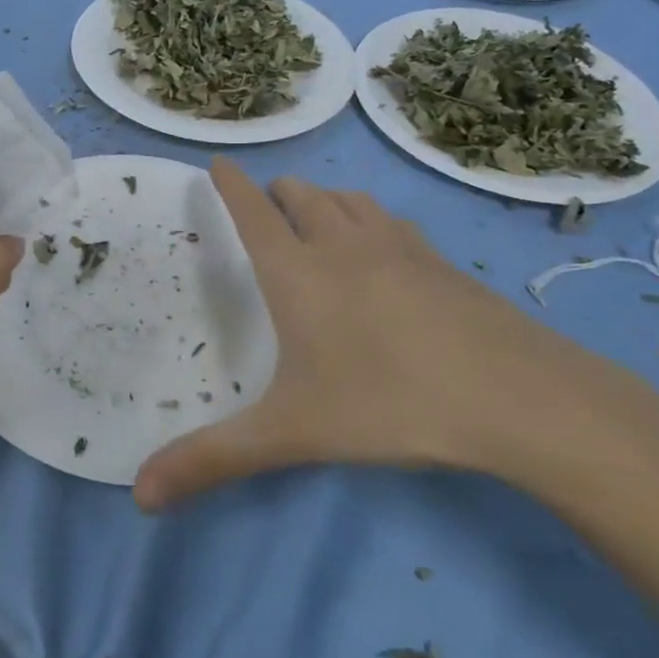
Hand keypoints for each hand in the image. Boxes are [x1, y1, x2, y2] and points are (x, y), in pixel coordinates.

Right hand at [133, 161, 618, 510]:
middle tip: (267, 206)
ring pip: (349, 200)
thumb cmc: (390, 404)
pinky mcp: (441, 262)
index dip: (231, 184)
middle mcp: (342, 245)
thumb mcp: (291, 435)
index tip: (218, 161)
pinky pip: (392, 222)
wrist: (519, 397)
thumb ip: (212, 460)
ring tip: (317, 215)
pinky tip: (383, 248)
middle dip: (278, 193)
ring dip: (324, 199)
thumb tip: (139, 496)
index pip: (253, 211)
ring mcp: (398, 247)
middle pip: (302, 195)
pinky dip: (369, 220)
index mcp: (297, 273)